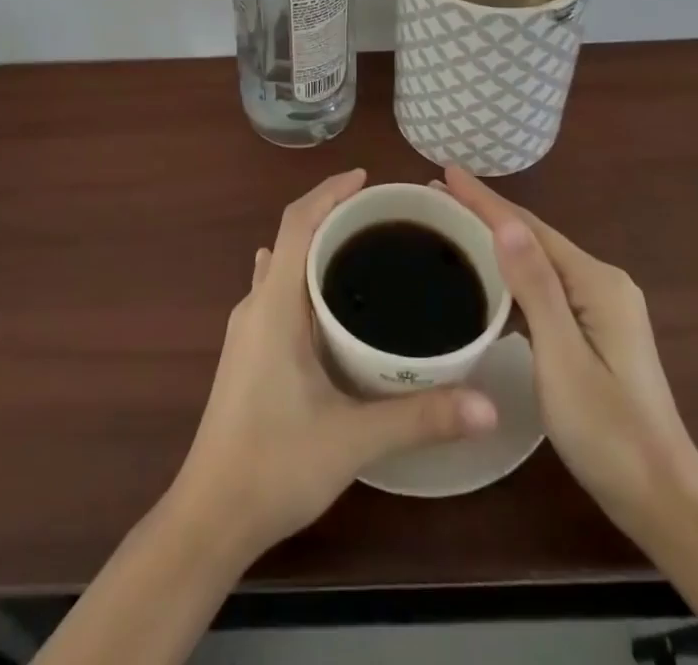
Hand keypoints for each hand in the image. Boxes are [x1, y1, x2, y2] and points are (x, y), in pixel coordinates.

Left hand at [167, 169, 498, 561]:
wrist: (209, 517)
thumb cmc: (274, 465)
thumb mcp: (353, 440)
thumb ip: (420, 418)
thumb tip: (488, 404)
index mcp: (274, 305)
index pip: (298, 223)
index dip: (329, 192)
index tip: (367, 179)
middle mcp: (256, 305)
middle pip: (292, 237)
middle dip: (331, 214)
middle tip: (383, 216)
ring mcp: (247, 329)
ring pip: (283, 264)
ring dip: (317, 245)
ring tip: (364, 247)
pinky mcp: (248, 352)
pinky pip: (278, 291)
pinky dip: (305, 275)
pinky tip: (329, 297)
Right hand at [442, 166, 697, 531]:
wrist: (665, 502)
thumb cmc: (608, 433)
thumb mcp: (563, 359)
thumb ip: (536, 288)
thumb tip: (505, 222)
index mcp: (596, 282)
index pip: (529, 227)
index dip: (484, 199)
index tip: (444, 172)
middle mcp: (603, 282)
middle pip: (533, 237)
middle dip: (485, 214)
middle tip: (435, 199)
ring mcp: (603, 306)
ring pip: (538, 261)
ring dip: (496, 242)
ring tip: (451, 227)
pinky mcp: (597, 329)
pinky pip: (545, 286)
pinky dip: (512, 274)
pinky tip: (488, 279)